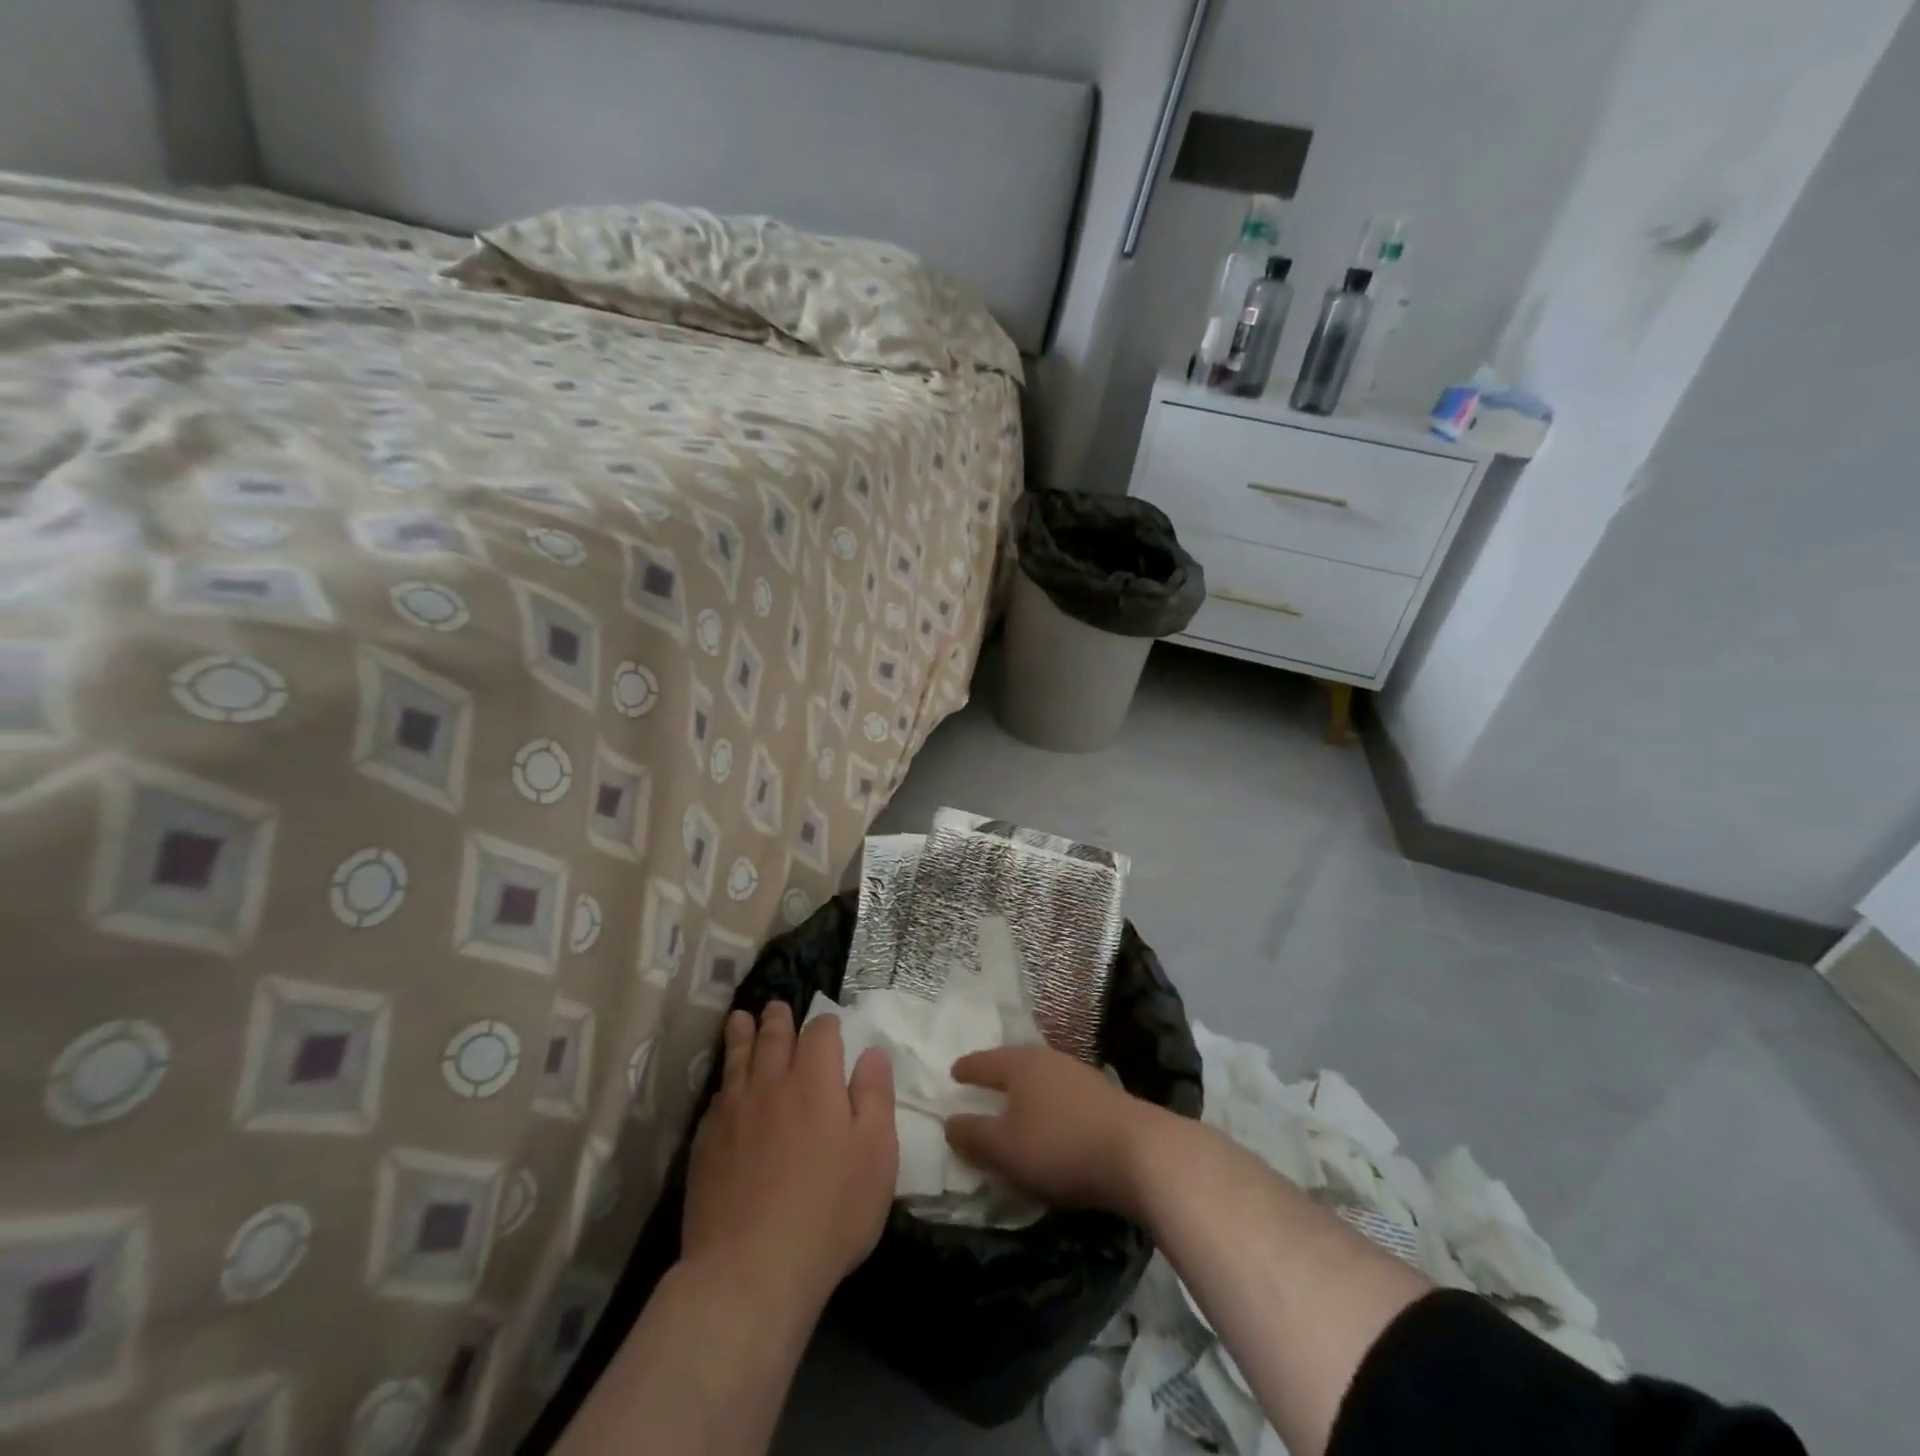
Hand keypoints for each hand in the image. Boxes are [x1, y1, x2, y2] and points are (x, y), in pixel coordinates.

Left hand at [683, 1003, 897, 1318]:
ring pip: (737, 1059)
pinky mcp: (705, 1145)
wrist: (750, 1270)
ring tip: (740, 1019)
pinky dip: (724, 1083)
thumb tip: (872, 1052)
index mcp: (815, 1081)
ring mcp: (733, 1113)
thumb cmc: (829, 1211)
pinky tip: (724, 1087)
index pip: (820, 1032)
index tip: (830, 1027)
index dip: (826, 1024)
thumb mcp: (876, 1154)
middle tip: (776, 1008)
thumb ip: (875, 1096)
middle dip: (778, 1020)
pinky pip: (715, 1098)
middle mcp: (771, 1084)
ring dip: (741, 1035)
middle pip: (773, 1037)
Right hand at [945, 1045, 1169, 1221]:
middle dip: (999, 1073)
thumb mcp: (1006, 1149)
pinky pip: (1064, 1095)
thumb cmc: (1061, 1146)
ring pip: (1043, 1077)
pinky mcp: (1106, 1098)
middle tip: (983, 1082)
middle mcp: (1050, 1060)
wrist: (1140, 1153)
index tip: (954, 1071)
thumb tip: (950, 1122)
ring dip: (1028, 1090)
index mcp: (1021, 1065)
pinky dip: (1051, 1104)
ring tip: (1017, 1103)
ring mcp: (1081, 1076)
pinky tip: (1054, 1119)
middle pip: (1016, 1063)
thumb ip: (974, 1136)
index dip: (968, 1068)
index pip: (986, 1062)